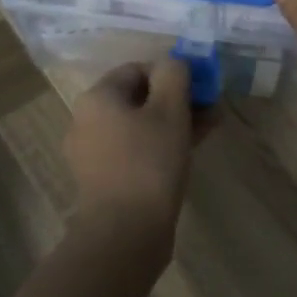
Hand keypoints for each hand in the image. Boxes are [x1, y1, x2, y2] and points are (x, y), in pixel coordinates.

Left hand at [64, 57, 197, 247]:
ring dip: (173, 123)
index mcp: (97, 97)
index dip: (172, 74)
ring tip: (208, 129)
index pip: (138, 69)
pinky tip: (188, 152)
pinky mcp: (104, 180)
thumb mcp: (169, 110)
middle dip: (176, 100)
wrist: (125, 233)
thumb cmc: (148, 162)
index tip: (200, 89)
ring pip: (139, 126)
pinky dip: (160, 146)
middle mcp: (87, 120)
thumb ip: (174, 75)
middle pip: (138, 98)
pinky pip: (135, 151)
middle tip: (210, 109)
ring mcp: (93, 153)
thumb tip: (174, 62)